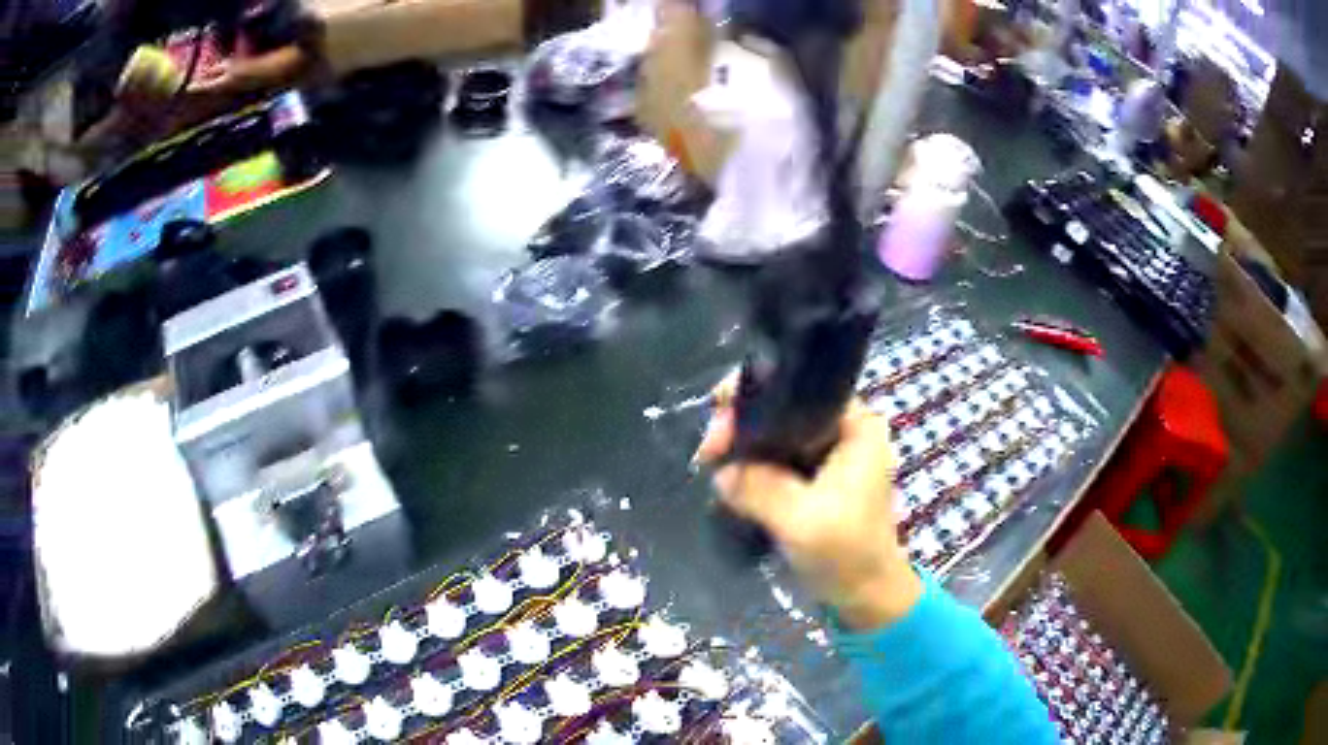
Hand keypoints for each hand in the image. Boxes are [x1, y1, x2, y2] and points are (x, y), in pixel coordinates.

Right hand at [694, 377, 922, 630]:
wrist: (865, 596)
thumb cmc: (847, 553)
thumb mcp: (802, 520)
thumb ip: (760, 489)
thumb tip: (721, 472)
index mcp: (857, 426)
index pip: (801, 390)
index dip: (755, 396)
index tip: (718, 419)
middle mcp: (845, 431)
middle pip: (784, 411)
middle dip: (743, 425)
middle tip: (708, 451)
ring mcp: (830, 456)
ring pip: (777, 437)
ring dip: (744, 448)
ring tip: (709, 463)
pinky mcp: (816, 480)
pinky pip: (778, 461)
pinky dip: (753, 468)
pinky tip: (726, 477)